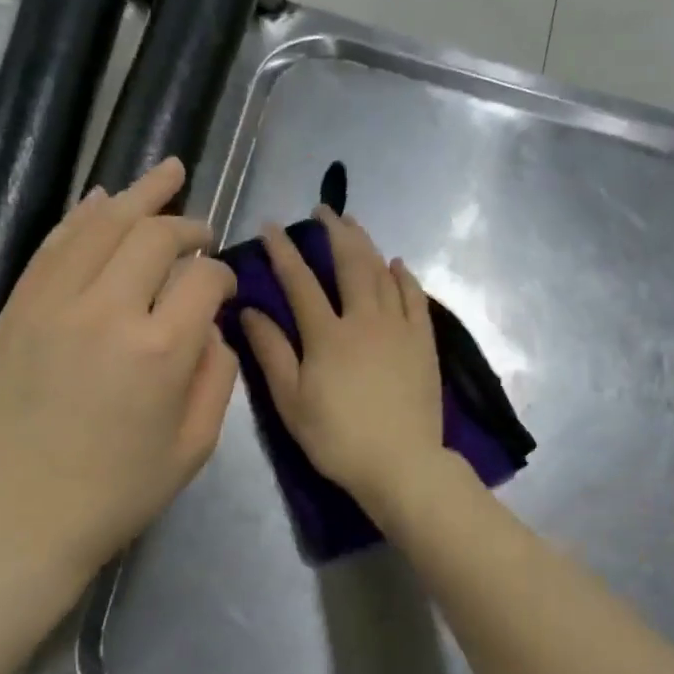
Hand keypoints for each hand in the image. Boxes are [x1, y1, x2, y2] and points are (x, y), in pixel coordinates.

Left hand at [0, 158, 237, 582]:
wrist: (14, 521)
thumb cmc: (115, 495)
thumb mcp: (193, 449)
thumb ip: (216, 376)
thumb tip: (212, 326)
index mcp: (160, 351)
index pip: (204, 280)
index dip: (223, 276)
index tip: (224, 288)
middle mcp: (105, 311)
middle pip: (155, 237)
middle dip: (187, 226)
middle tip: (202, 232)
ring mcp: (51, 305)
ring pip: (100, 226)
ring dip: (138, 196)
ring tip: (166, 174)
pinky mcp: (14, 311)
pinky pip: (52, 247)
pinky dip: (82, 216)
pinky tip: (102, 199)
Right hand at [240, 207, 449, 509]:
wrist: (401, 463)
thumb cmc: (338, 438)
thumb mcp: (291, 401)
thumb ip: (271, 353)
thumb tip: (249, 311)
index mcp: (327, 334)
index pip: (300, 281)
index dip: (284, 251)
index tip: (272, 227)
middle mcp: (364, 319)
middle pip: (350, 263)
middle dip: (335, 232)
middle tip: (324, 210)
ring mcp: (399, 328)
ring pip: (383, 274)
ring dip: (367, 245)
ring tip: (355, 225)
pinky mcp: (423, 343)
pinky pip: (415, 298)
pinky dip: (404, 277)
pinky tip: (398, 265)